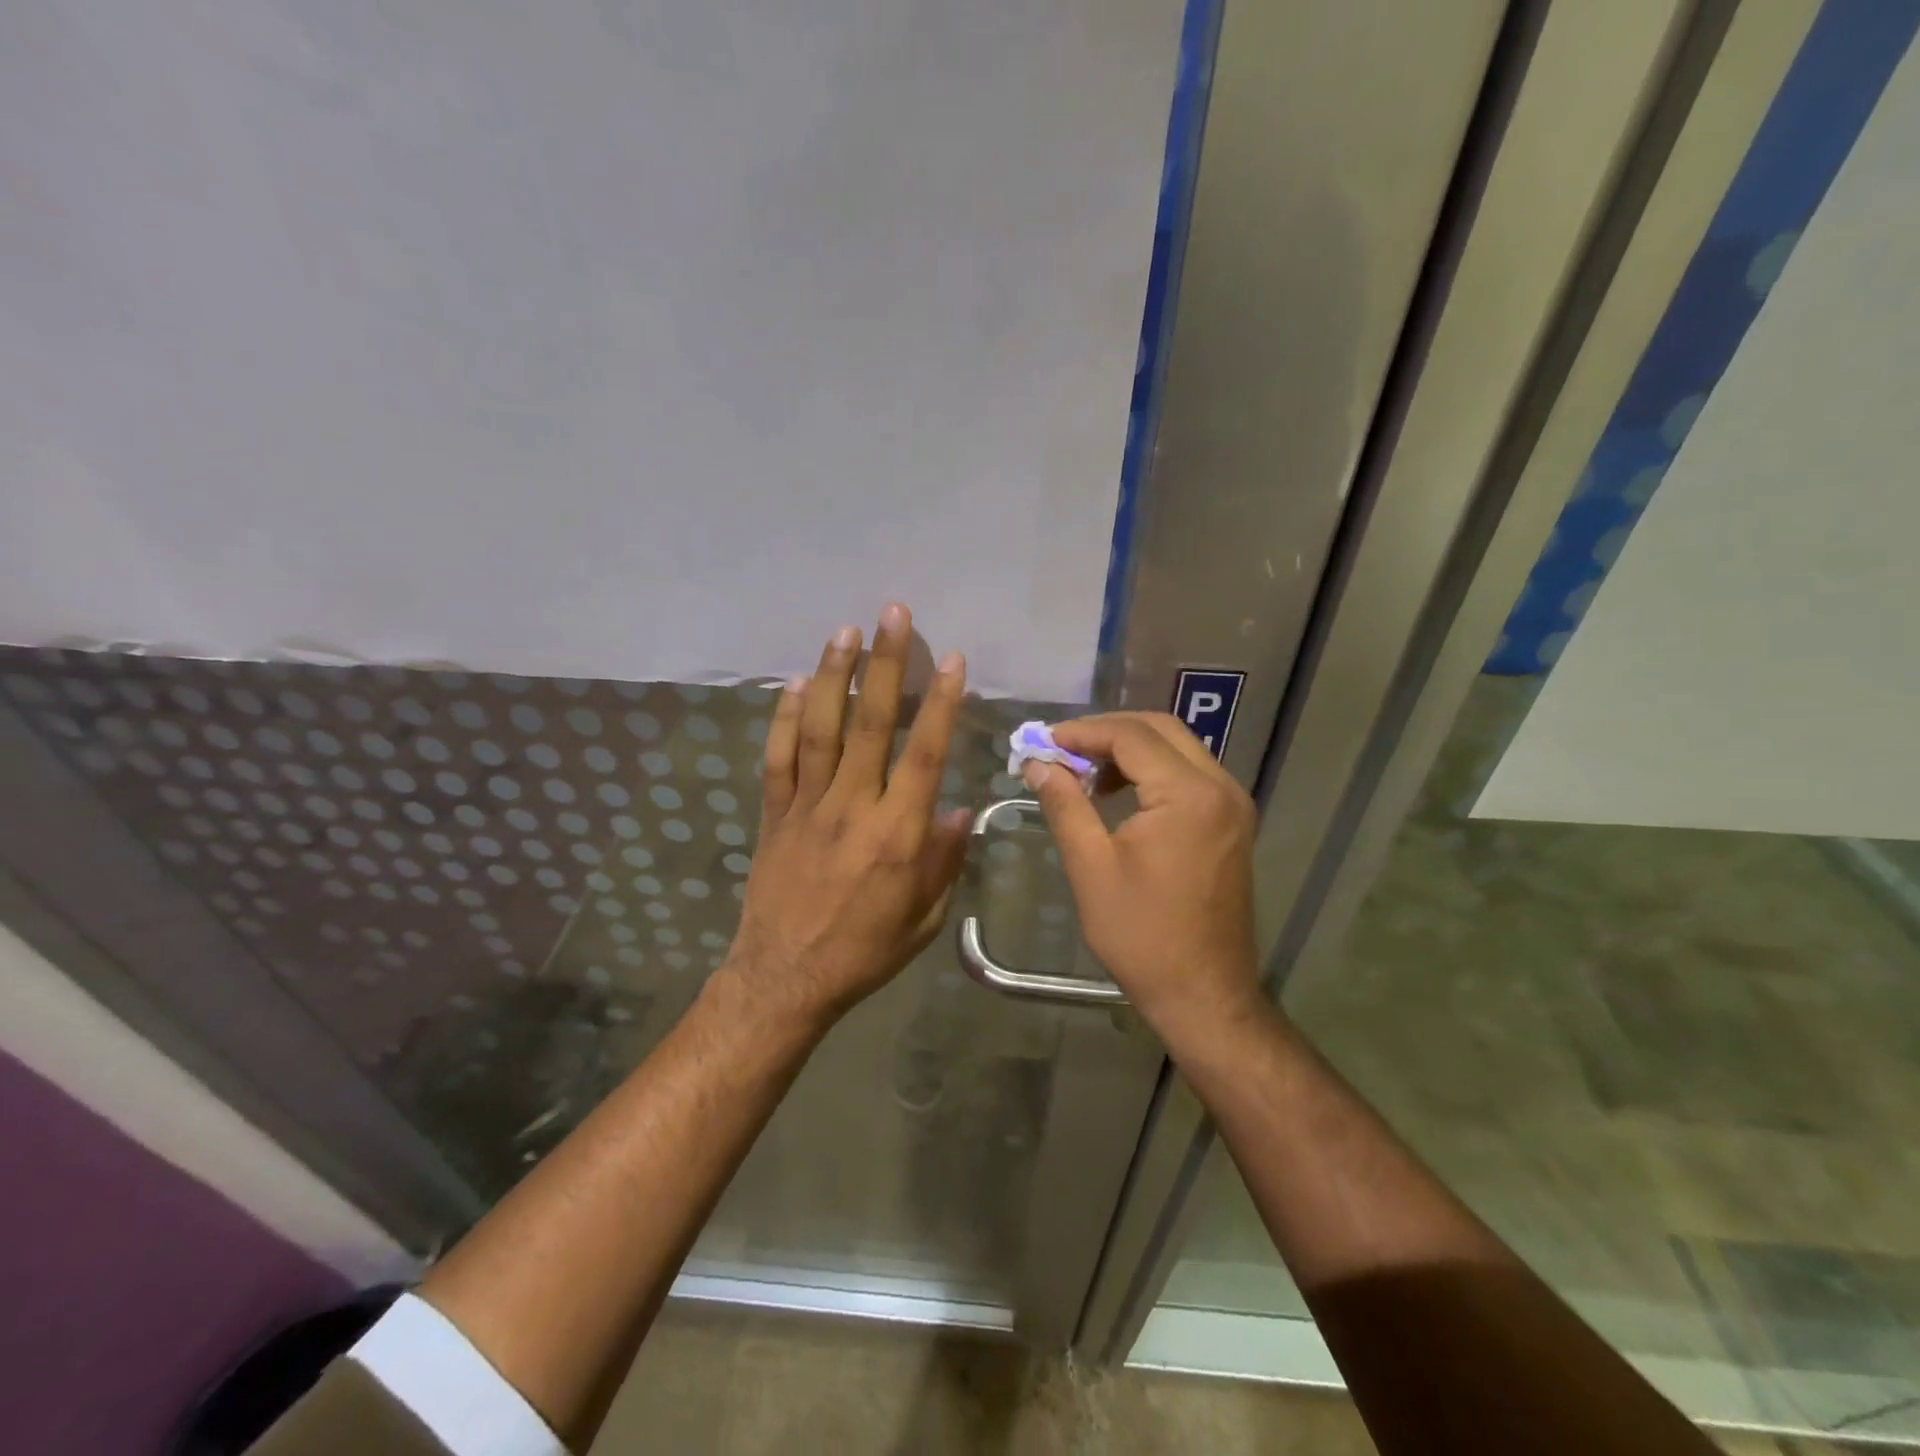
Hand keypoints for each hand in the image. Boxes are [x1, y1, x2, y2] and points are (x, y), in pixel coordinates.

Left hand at [722, 604, 972, 1031]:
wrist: (785, 978)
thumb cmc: (865, 951)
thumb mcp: (924, 918)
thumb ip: (944, 860)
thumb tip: (958, 809)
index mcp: (897, 833)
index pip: (923, 754)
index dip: (939, 703)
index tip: (949, 658)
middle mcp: (852, 807)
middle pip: (870, 724)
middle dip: (885, 665)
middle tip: (891, 614)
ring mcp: (807, 806)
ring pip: (820, 729)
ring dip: (833, 677)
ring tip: (844, 632)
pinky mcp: (774, 814)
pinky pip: (778, 758)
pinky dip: (783, 718)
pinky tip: (792, 684)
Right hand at [1024, 712, 1262, 1042]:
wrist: (1203, 993)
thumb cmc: (1142, 935)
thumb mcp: (1091, 866)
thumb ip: (1065, 804)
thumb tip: (1038, 763)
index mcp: (1189, 794)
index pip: (1131, 736)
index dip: (1083, 732)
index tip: (1043, 742)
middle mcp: (1221, 787)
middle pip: (1161, 730)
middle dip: (1107, 732)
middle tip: (1062, 750)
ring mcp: (1233, 805)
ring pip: (1178, 749)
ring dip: (1130, 749)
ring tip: (1085, 772)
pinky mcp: (1232, 823)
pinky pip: (1190, 775)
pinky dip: (1153, 771)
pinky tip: (1119, 793)